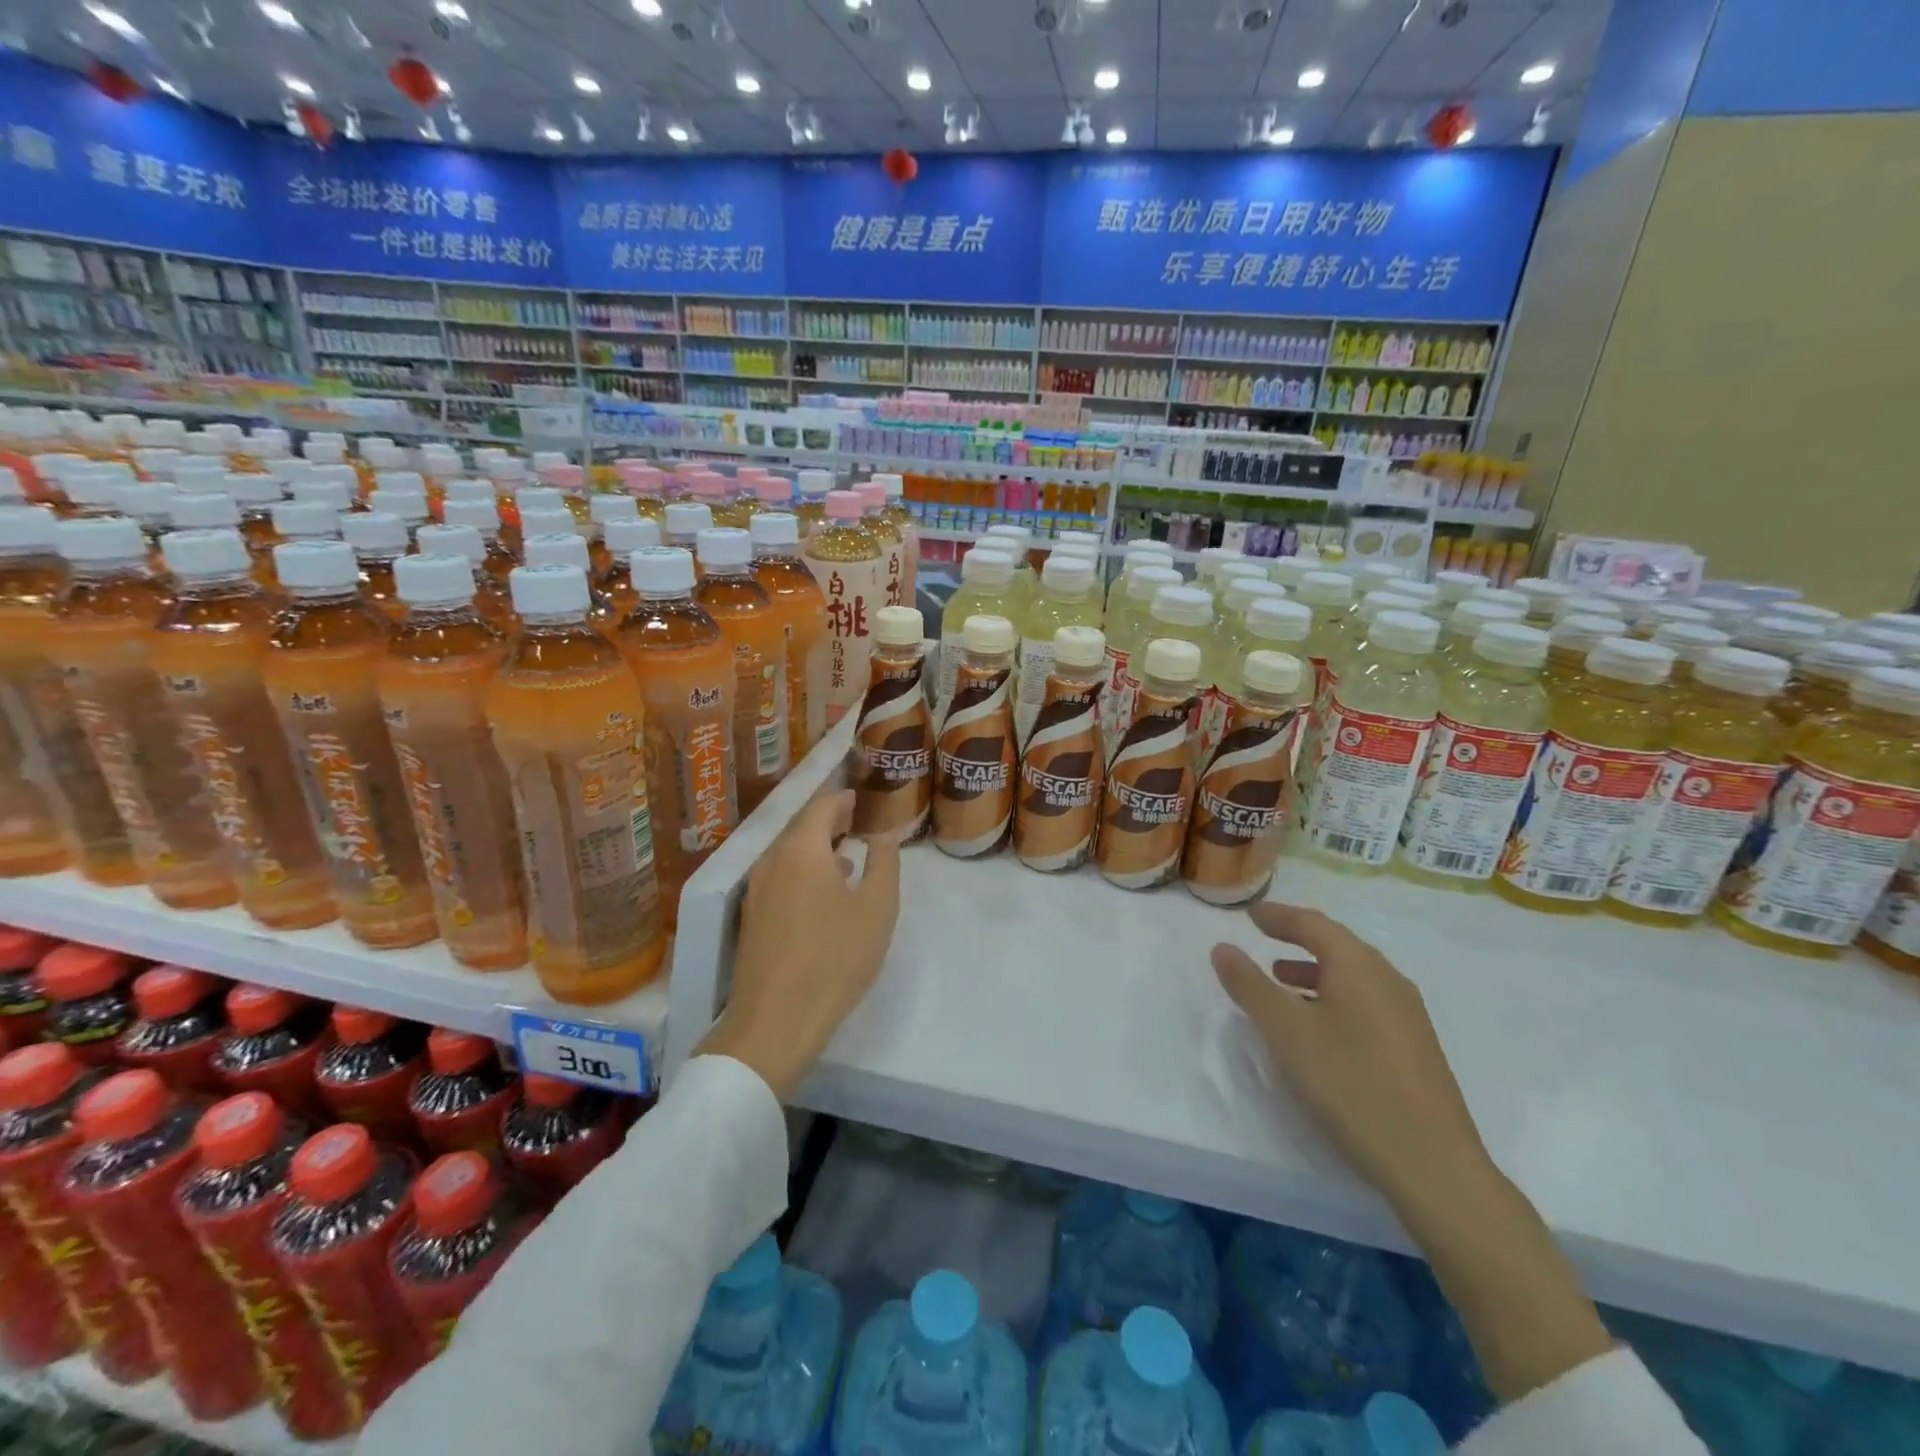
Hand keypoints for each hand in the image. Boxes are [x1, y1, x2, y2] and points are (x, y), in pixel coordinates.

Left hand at [697, 788, 900, 1099]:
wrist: (775, 1021)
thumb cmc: (835, 957)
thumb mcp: (877, 908)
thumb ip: (884, 863)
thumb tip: (883, 835)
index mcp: (802, 851)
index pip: (821, 808)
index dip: (842, 799)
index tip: (860, 797)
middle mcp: (772, 863)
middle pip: (801, 830)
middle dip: (829, 823)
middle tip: (856, 821)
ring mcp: (757, 893)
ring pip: (788, 856)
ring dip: (816, 850)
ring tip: (846, 857)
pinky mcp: (751, 921)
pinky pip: (780, 880)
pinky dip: (803, 873)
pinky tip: (822, 896)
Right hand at [1210, 901, 1494, 1224]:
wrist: (1433, 1166)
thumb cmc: (1351, 1085)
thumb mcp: (1287, 1032)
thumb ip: (1250, 986)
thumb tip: (1222, 947)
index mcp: (1360, 967)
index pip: (1314, 925)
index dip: (1279, 916)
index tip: (1251, 914)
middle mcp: (1389, 981)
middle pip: (1338, 946)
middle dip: (1298, 938)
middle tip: (1264, 937)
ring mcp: (1407, 1016)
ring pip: (1353, 977)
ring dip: (1314, 971)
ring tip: (1281, 981)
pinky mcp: (1414, 1049)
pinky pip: (1366, 1003)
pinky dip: (1333, 997)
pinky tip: (1318, 1027)